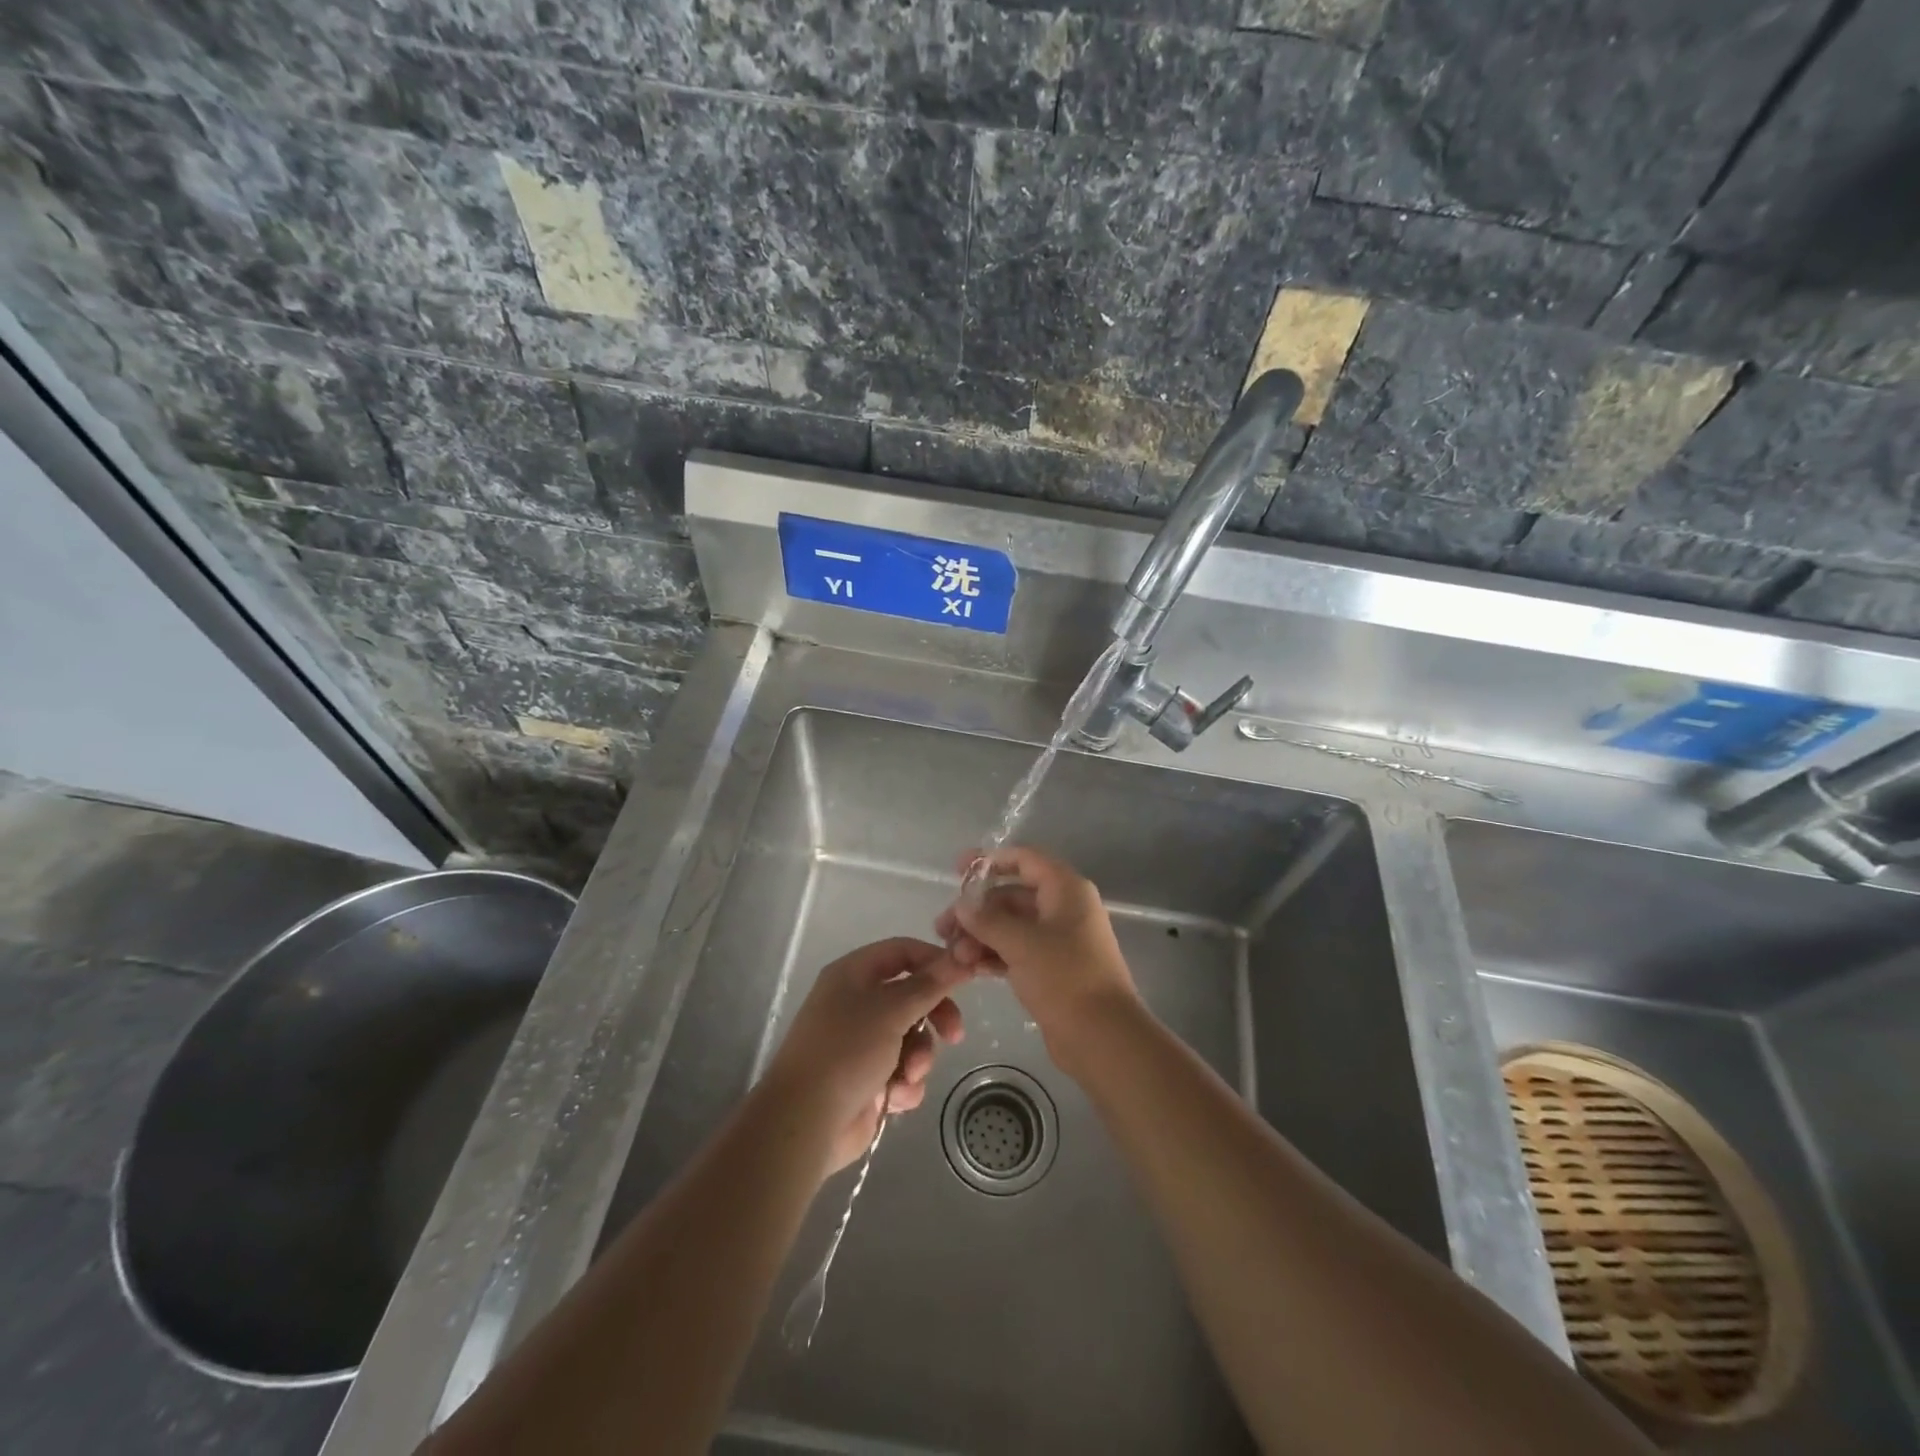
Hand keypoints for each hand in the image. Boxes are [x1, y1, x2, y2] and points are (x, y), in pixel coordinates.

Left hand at [762, 938, 970, 1174]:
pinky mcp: (867, 1078)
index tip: (965, 978)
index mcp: (853, 975)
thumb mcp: (892, 1010)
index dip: (934, 961)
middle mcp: (856, 1003)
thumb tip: (962, 957)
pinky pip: (902, 1070)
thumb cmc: (846, 1051)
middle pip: (912, 996)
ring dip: (919, 1057)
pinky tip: (895, 1097)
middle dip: (935, 1016)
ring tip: (909, 1075)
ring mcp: (861, 1042)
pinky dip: (904, 1083)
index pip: (902, 952)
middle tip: (954, 1035)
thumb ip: (930, 984)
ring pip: (911, 1037)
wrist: (805, 1122)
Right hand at [934, 847, 1138, 1071]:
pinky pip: (1017, 950)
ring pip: (1011, 926)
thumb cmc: (1065, 977)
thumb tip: (962, 904)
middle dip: (977, 911)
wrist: (1102, 1037)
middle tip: (943, 929)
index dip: (990, 861)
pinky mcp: (1052, 968)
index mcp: (1065, 889)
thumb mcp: (1021, 943)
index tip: (957, 870)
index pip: (1024, 860)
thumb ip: (987, 920)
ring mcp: (1059, 940)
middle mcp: (1063, 908)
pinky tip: (968, 968)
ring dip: (981, 936)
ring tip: (953, 956)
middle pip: (1012, 896)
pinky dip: (994, 955)